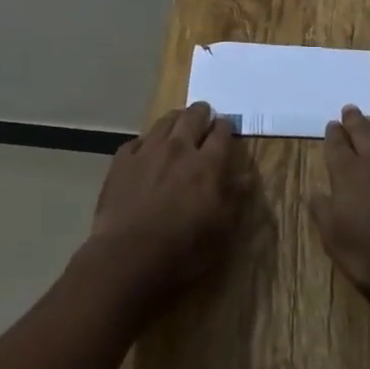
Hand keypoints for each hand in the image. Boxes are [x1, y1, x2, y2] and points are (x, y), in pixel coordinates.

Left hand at [85, 102, 243, 308]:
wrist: (127, 256)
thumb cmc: (182, 248)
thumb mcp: (220, 230)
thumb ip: (235, 198)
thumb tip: (247, 176)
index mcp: (207, 164)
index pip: (221, 133)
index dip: (226, 126)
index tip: (227, 126)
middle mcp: (179, 148)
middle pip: (193, 116)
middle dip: (202, 112)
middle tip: (204, 113)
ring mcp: (148, 151)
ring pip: (165, 121)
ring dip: (175, 119)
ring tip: (178, 122)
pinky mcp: (122, 161)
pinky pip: (136, 141)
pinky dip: (145, 141)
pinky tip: (145, 149)